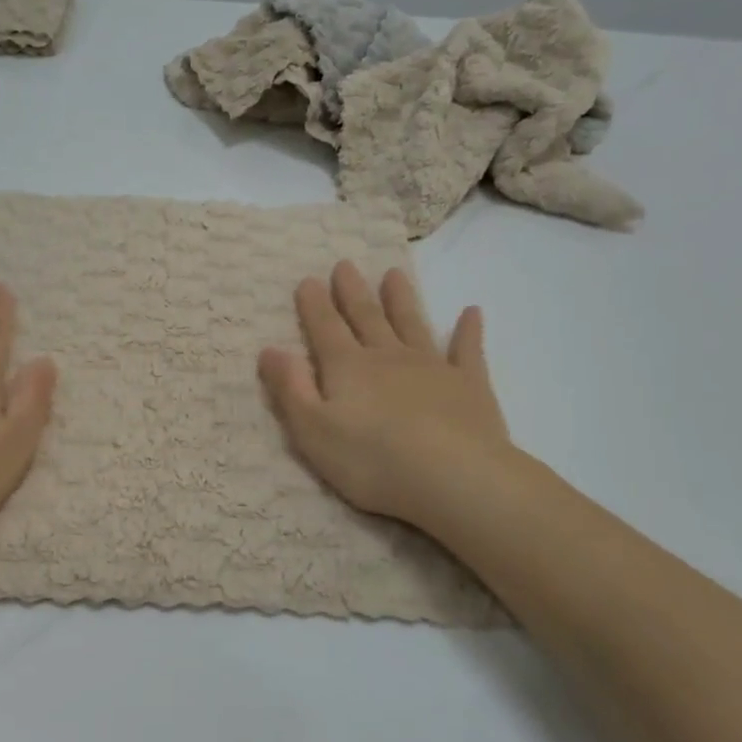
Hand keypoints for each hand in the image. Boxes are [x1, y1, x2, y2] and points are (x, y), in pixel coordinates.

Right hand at [258, 262, 520, 533]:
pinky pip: (467, 350)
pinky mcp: (469, 385)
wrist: (454, 477)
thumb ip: (290, 389)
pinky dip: (468, 330)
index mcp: (347, 368)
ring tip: (394, 274)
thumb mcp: (312, 431)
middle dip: (352, 292)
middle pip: (366, 317)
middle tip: (345, 264)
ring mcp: (432, 367)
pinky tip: (472, 312)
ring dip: (401, 299)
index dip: (314, 305)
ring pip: (412, 324)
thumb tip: (269, 350)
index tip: (308, 280)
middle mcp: (387, 357)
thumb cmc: (372, 460)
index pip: (325, 328)